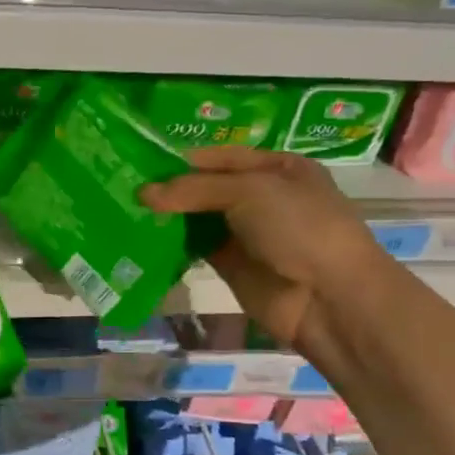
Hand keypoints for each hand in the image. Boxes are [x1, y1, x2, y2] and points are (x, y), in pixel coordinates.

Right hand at [141, 147, 379, 354]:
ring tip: (125, 209)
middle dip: (171, 189)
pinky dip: (174, 244)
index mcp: (278, 168)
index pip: (222, 157)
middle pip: (208, 187)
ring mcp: (247, 234)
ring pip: (199, 219)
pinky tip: (143, 238)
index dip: (183, 160)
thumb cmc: (299, 227)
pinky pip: (197, 249)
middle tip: (124, 187)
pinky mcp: (233, 267)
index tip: (141, 163)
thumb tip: (143, 193)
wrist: (330, 298)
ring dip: (169, 216)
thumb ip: (194, 189)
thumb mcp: (249, 191)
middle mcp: (263, 198)